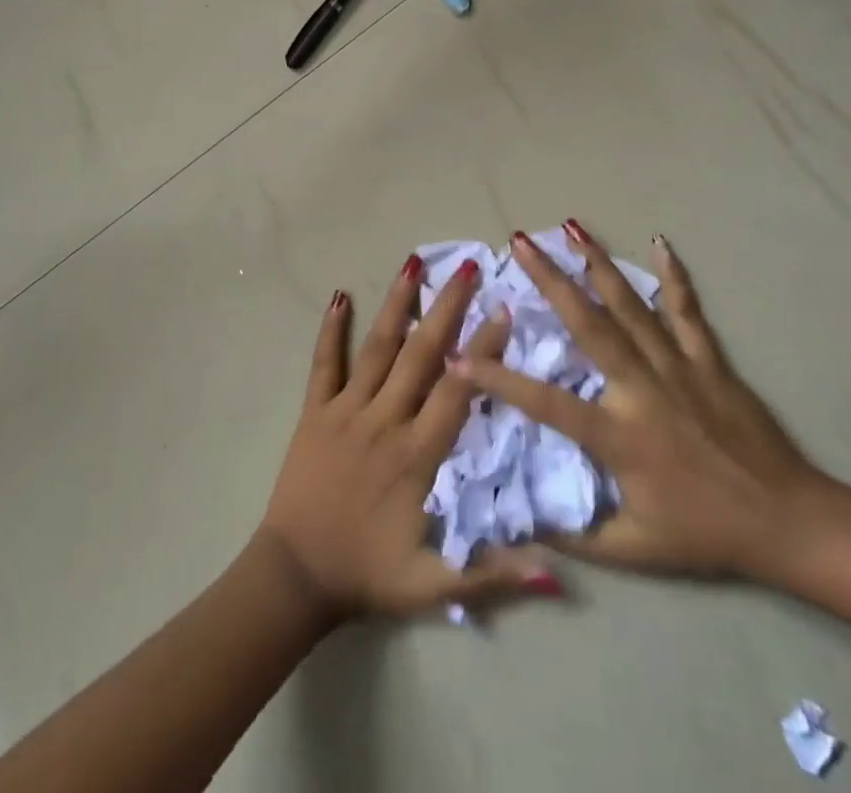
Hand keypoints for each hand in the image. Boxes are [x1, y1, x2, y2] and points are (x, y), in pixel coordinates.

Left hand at [255, 254, 561, 622]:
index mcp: (417, 453)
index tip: (503, 311)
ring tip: (413, 263)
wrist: (294, 576)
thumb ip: (493, 576)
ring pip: (376, 348)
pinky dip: (331, 330)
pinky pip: (323, 363)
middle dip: (447, 308)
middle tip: (467, 267)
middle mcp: (384, 419)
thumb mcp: (434, 587)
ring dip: (396, 304)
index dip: (482, 350)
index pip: (457, 390)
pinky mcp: (314, 411)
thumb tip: (556, 578)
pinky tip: (338, 296)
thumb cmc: (368, 574)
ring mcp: (345, 410)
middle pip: (421, 354)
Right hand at [451, 223, 825, 580]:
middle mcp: (642, 389)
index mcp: (618, 436)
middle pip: (588, 325)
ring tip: (571, 228)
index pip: (545, 402)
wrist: (789, 523)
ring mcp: (677, 367)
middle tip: (520, 244)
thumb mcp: (637, 551)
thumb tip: (525, 529)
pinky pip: (687, 310)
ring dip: (597, 264)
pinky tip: (658, 242)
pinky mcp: (709, 360)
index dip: (498, 379)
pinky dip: (672, 275)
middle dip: (550, 280)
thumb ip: (578, 539)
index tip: (459, 355)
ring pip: (631, 306)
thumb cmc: (707, 534)